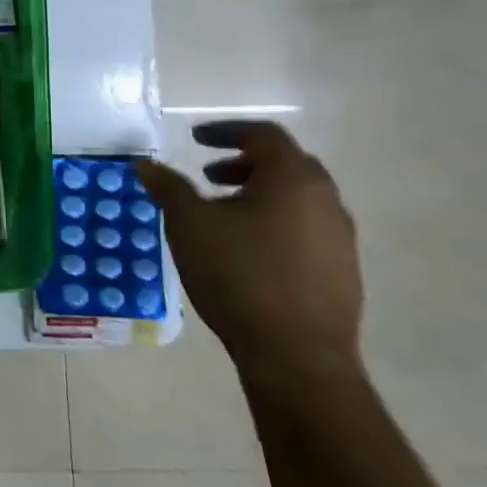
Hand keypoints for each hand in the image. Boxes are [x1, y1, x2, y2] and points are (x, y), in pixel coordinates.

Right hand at [137, 121, 362, 384]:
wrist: (296, 355)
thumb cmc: (239, 276)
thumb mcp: (189, 225)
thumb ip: (168, 187)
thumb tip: (144, 163)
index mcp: (293, 179)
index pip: (263, 135)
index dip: (226, 131)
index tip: (194, 139)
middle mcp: (326, 200)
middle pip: (285, 164)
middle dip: (242, 163)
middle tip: (207, 175)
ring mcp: (340, 237)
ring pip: (297, 199)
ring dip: (258, 194)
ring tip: (221, 215)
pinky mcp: (342, 270)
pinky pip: (305, 228)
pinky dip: (274, 221)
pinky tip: (246, 250)